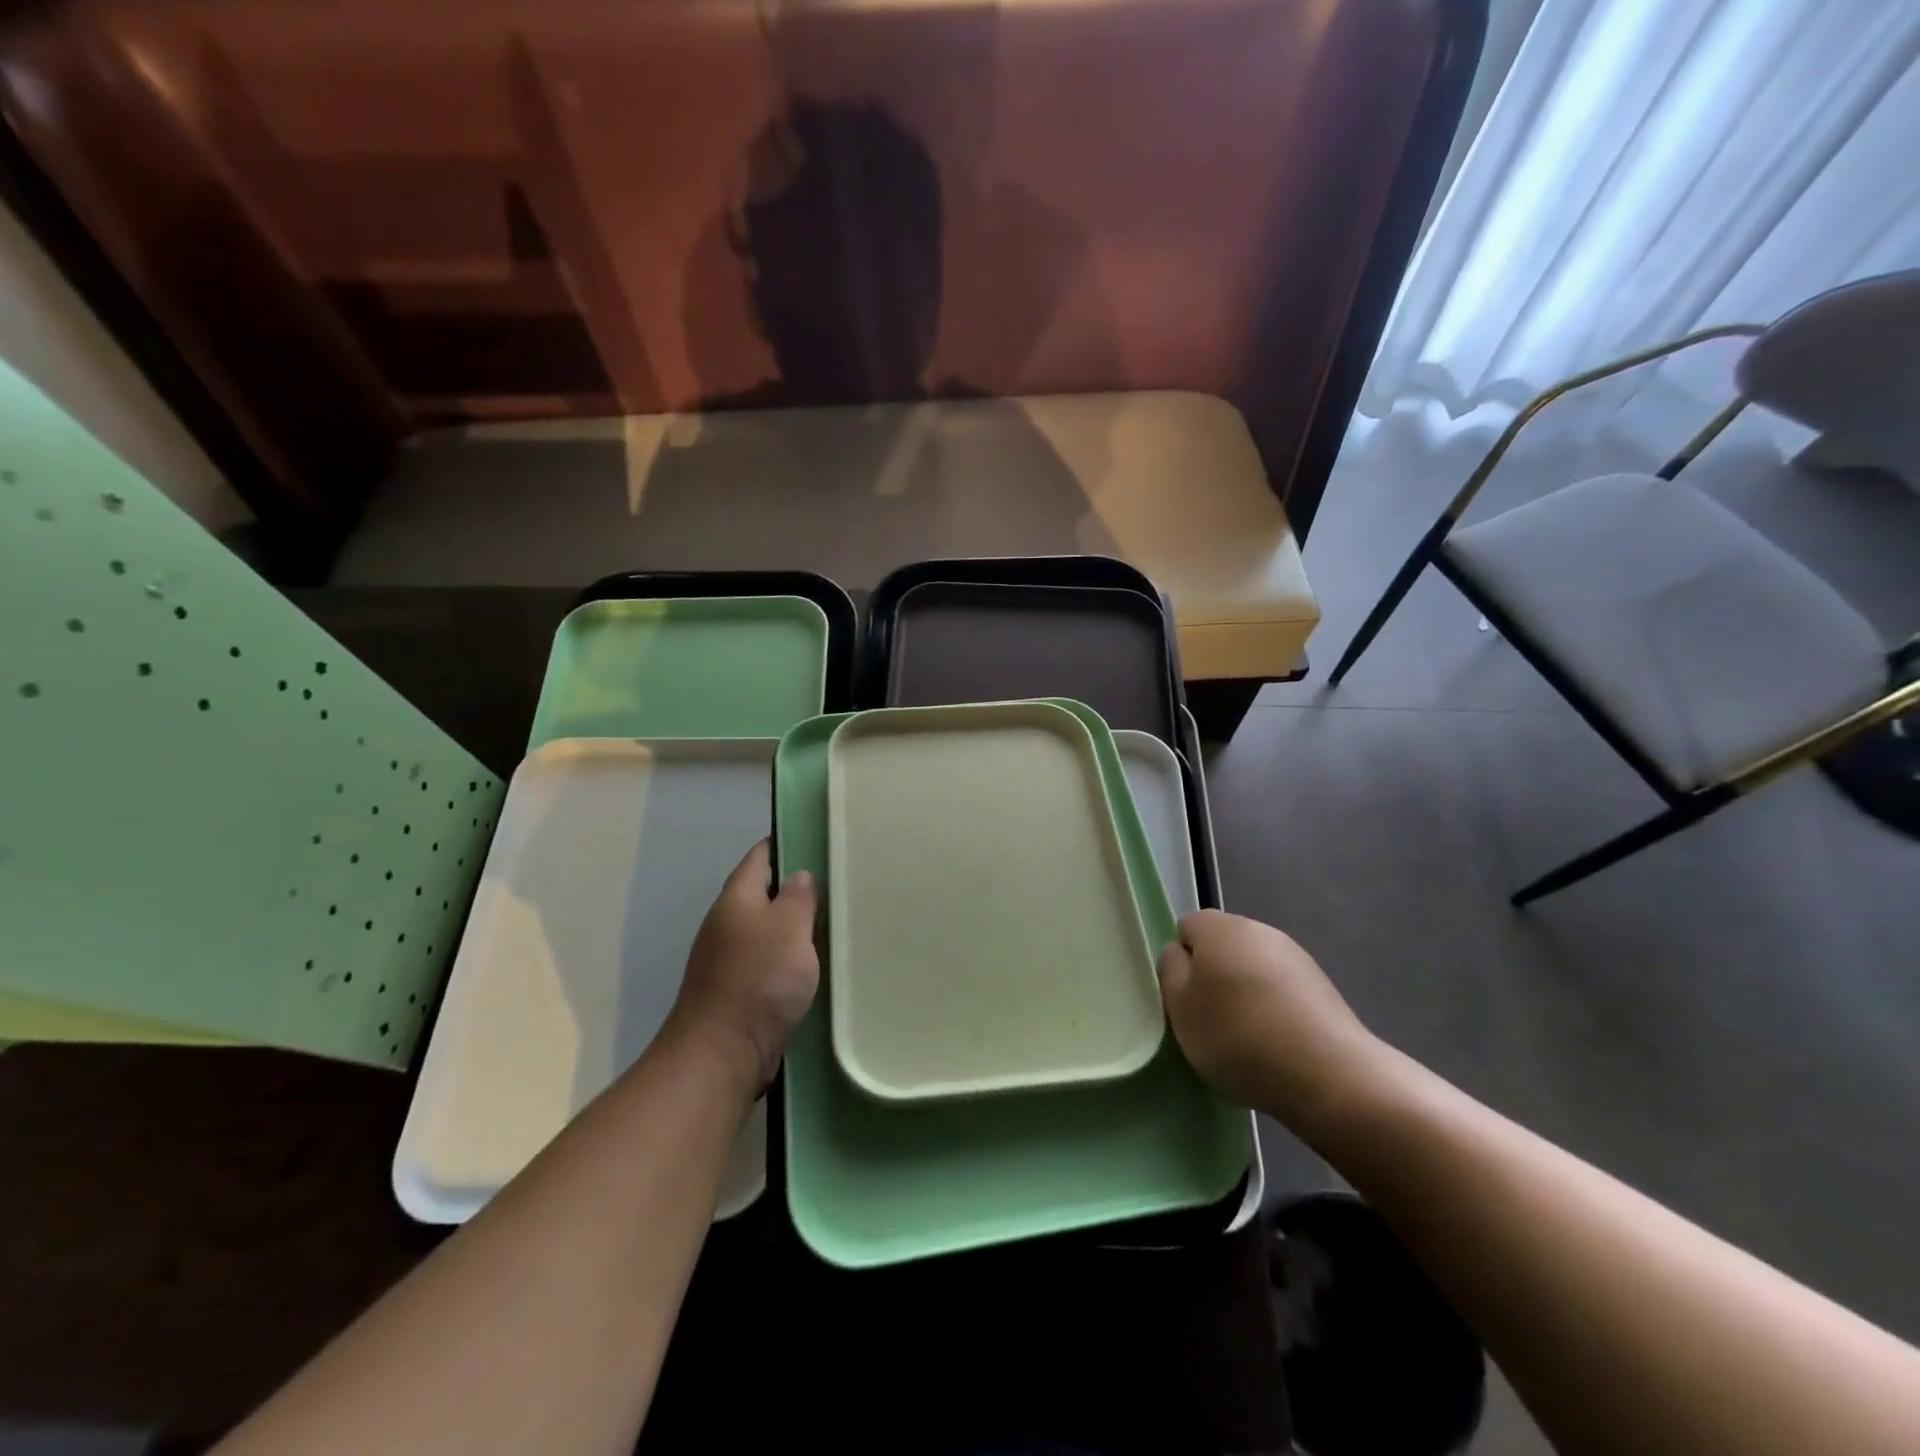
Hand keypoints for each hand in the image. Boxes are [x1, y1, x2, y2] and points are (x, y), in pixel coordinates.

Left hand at [666, 840, 818, 1092]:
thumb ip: (797, 898)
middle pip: (763, 892)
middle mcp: (727, 922)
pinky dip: (788, 955)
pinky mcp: (737, 989)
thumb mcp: (788, 929)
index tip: (818, 840)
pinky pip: (767, 959)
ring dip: (793, 924)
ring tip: (832, 919)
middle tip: (836, 882)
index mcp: (737, 899)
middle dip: (794, 886)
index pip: (760, 856)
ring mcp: (729, 957)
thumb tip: (798, 875)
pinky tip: (813, 962)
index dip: (786, 844)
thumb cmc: (758, 981)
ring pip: (767, 928)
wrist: (721, 1053)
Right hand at [1158, 909, 1387, 1129]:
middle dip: (1214, 975)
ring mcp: (1295, 955)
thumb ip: (1171, 970)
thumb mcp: (1180, 1007)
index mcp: (1219, 927)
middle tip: (1211, 1020)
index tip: (1187, 999)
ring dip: (1245, 992)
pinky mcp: (1322, 985)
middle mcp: (1258, 929)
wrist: (1329, 1074)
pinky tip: (1279, 1042)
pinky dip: (1274, 1007)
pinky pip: (1281, 988)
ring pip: (1253, 967)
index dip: (1181, 962)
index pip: (1186, 928)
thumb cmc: (1238, 1036)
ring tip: (1248, 1037)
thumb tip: (1181, 953)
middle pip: (1222, 945)